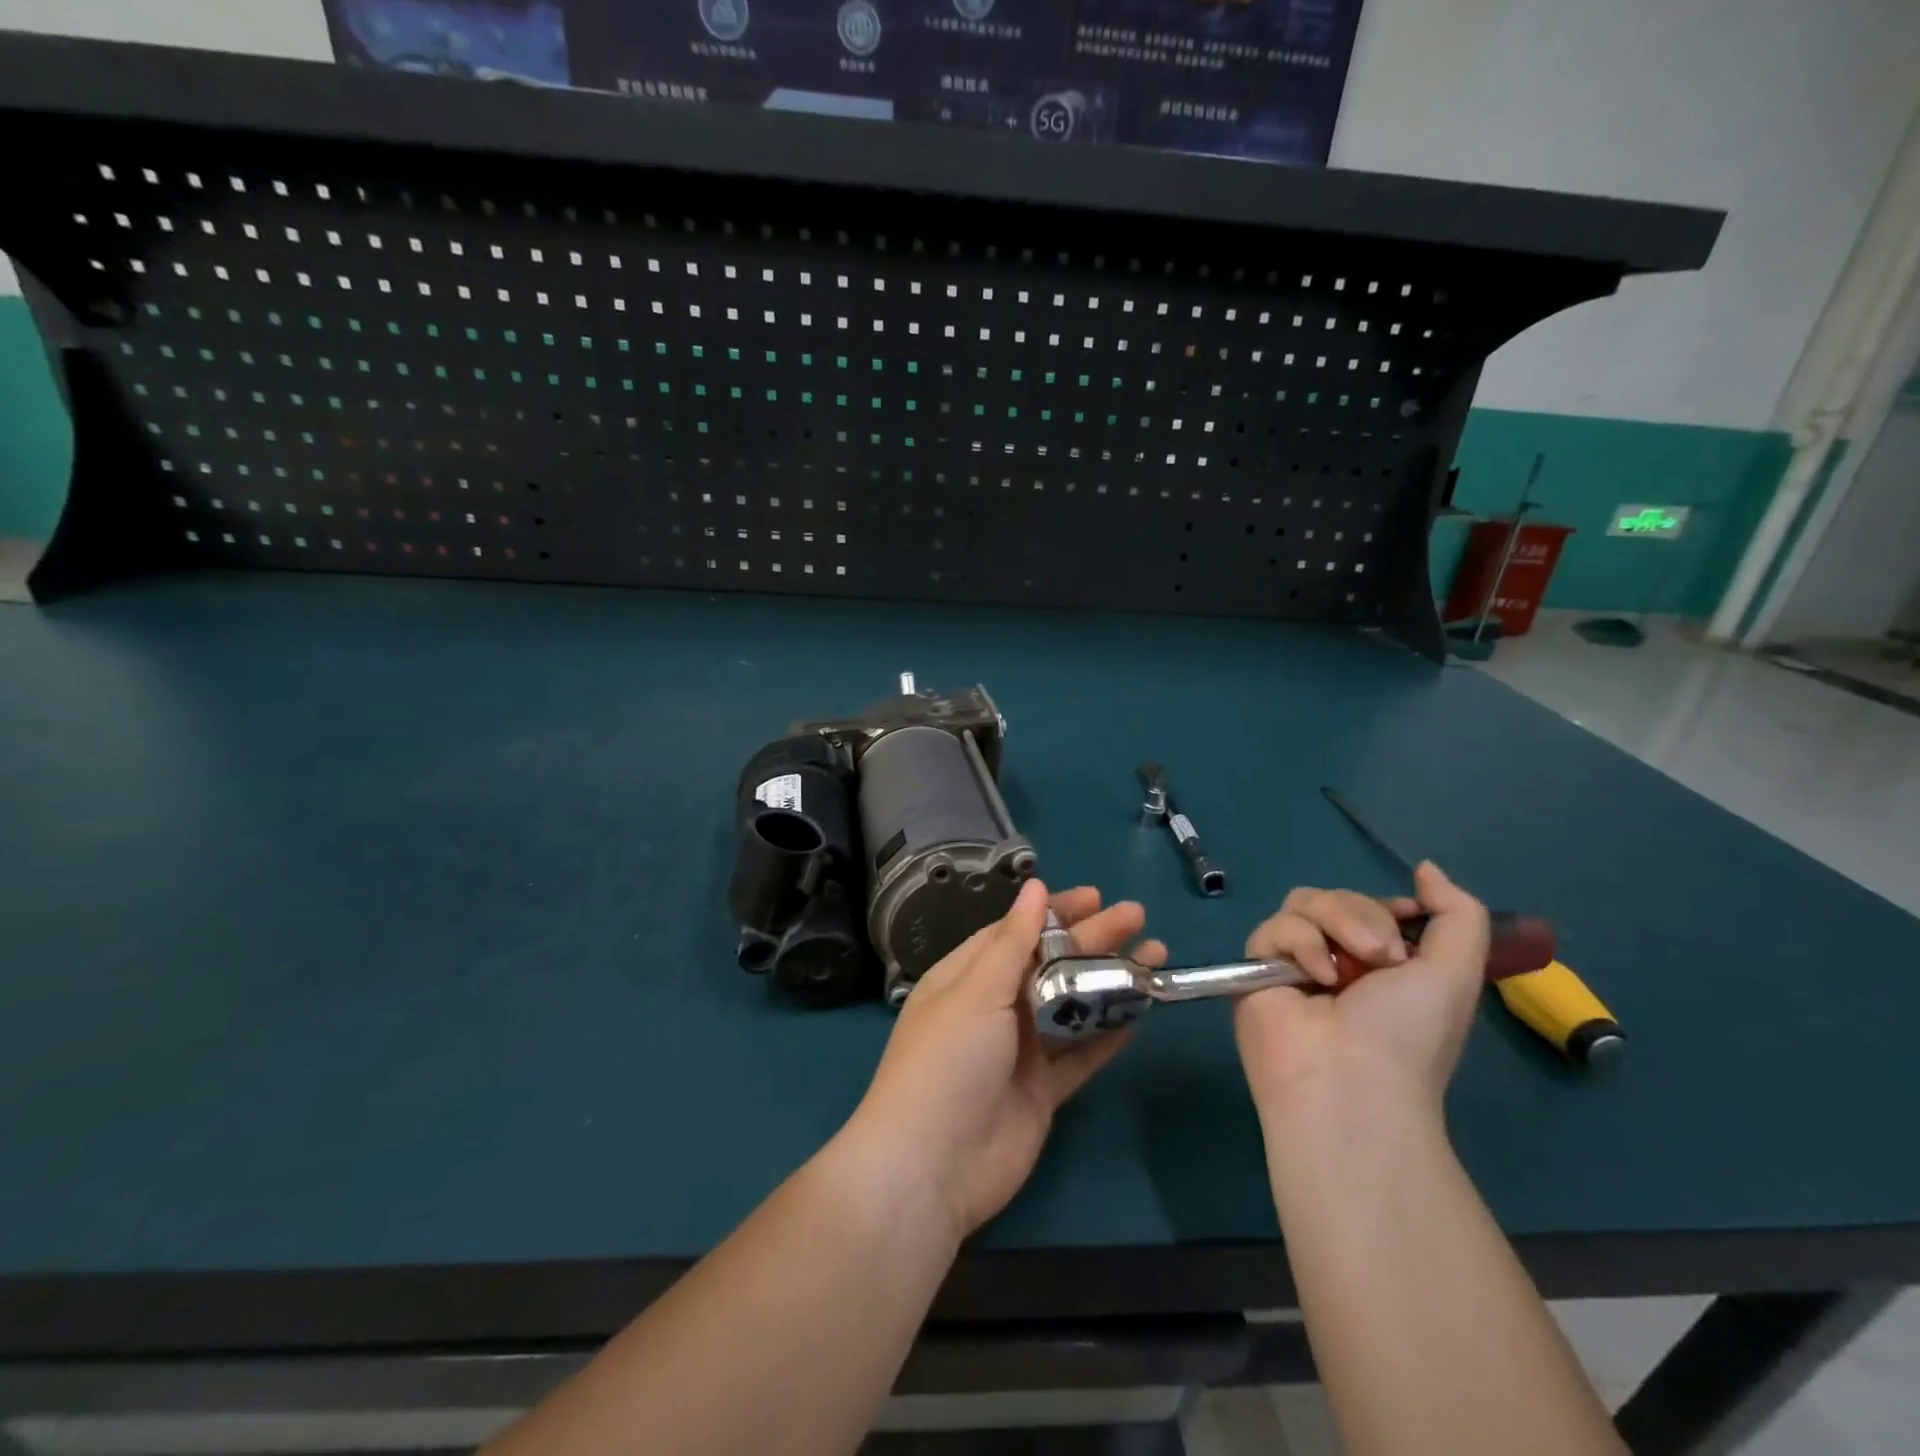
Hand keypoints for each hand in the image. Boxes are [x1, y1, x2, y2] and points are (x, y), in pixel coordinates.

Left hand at [847, 878, 1164, 1239]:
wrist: (931, 1169)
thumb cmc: (947, 1062)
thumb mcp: (976, 990)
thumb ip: (1012, 941)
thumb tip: (1034, 886)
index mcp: (967, 977)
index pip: (1016, 932)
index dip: (1054, 912)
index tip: (1095, 896)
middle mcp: (993, 1009)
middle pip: (1050, 964)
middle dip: (1092, 938)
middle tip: (1137, 915)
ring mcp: (1019, 1052)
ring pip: (1071, 1006)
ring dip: (1109, 980)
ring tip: (1155, 953)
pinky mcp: (1042, 1092)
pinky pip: (1081, 1054)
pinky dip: (1108, 1033)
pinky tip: (1142, 1011)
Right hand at [1234, 862, 1488, 1121]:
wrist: (1350, 1081)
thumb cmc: (1409, 1034)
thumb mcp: (1456, 973)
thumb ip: (1457, 913)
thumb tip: (1426, 867)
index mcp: (1382, 963)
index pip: (1373, 904)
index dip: (1388, 905)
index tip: (1407, 917)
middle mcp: (1338, 957)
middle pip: (1339, 896)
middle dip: (1364, 916)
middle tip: (1383, 957)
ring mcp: (1295, 960)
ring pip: (1304, 902)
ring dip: (1335, 924)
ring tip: (1348, 969)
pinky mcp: (1257, 965)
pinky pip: (1274, 927)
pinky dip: (1300, 944)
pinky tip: (1315, 977)